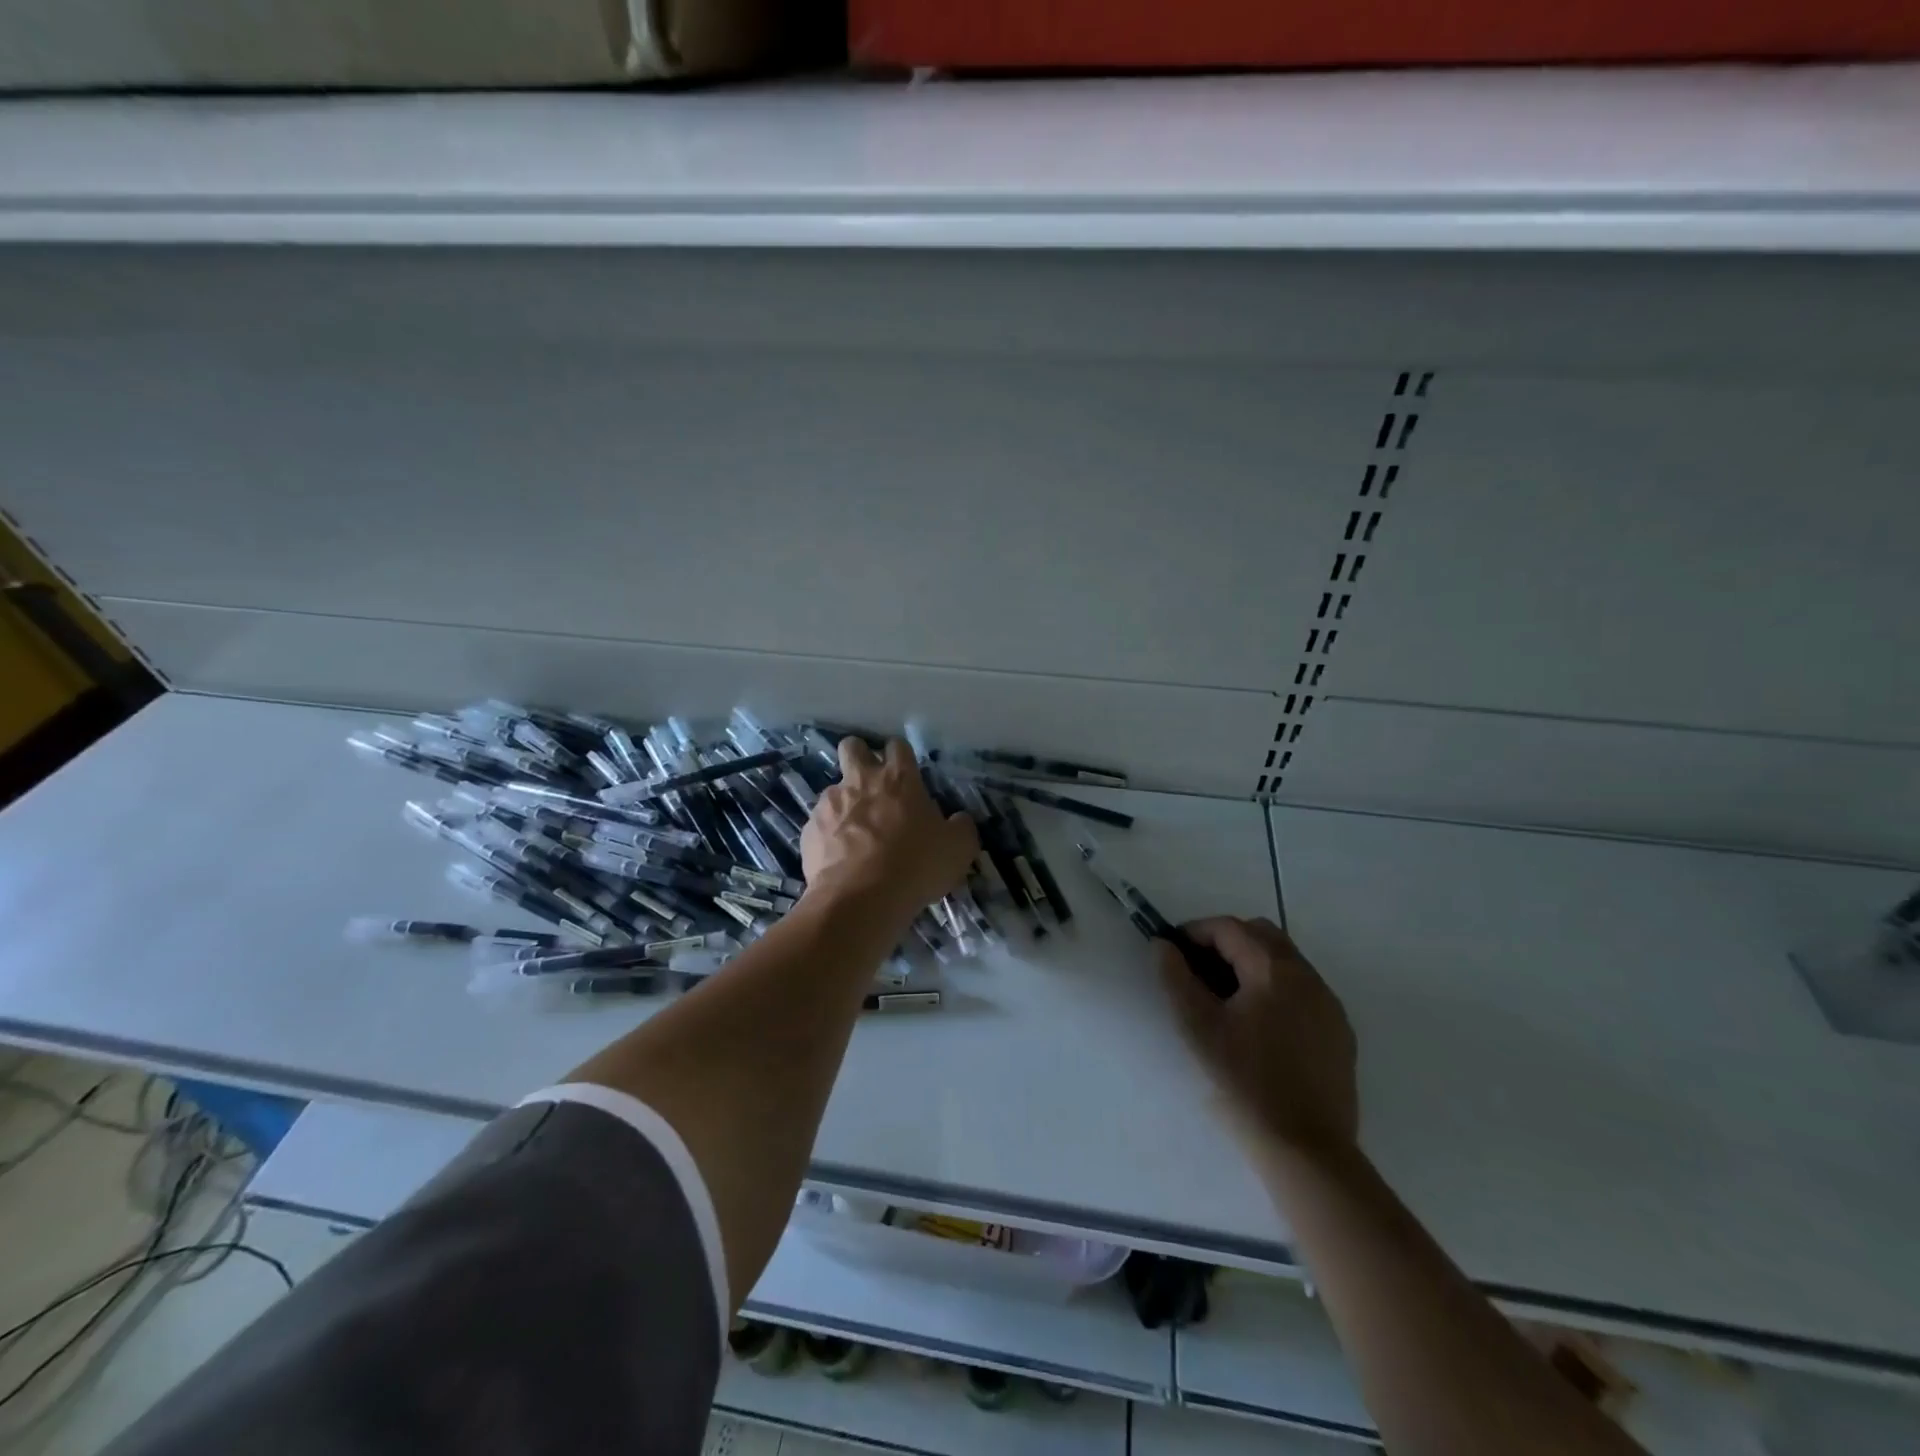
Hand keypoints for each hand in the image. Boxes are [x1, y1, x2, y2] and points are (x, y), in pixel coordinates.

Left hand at [801, 737, 978, 924]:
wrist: (860, 899)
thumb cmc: (916, 866)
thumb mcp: (958, 849)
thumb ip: (960, 827)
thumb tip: (958, 820)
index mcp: (899, 778)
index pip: (897, 746)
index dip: (900, 757)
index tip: (906, 776)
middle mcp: (860, 781)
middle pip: (852, 747)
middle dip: (860, 757)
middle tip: (872, 785)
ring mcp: (830, 803)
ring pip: (834, 789)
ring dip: (845, 804)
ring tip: (856, 836)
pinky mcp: (810, 829)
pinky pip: (820, 824)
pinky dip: (830, 835)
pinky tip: (840, 859)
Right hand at [1157, 917, 1358, 1159]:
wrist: (1306, 1148)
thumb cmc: (1245, 1082)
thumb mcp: (1198, 1027)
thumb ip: (1176, 978)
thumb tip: (1163, 945)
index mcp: (1273, 969)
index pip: (1229, 928)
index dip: (1195, 932)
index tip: (1173, 952)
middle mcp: (1308, 976)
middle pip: (1262, 934)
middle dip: (1226, 942)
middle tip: (1199, 971)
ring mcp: (1329, 1004)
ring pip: (1286, 961)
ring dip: (1252, 964)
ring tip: (1227, 999)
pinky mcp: (1340, 1032)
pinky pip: (1304, 990)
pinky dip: (1276, 989)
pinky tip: (1260, 1026)